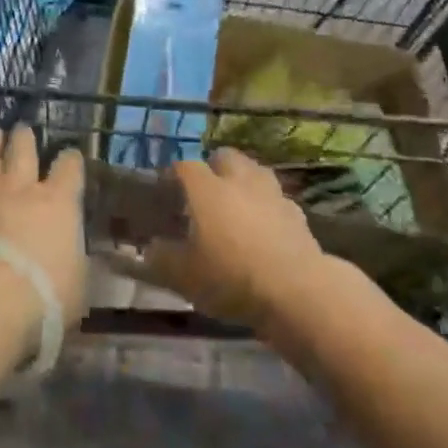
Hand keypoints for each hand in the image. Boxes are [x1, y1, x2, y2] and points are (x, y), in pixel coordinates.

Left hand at [0, 125, 87, 325]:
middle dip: (24, 139)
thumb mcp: (78, 286)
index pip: (69, 170)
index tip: (71, 156)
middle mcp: (20, 190)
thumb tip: (79, 258)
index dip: (71, 160)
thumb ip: (77, 264)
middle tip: (22, 129)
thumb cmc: (44, 295)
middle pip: (23, 152)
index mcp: (58, 203)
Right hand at [115, 148, 332, 332]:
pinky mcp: (297, 214)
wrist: (295, 291)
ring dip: (244, 180)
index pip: (184, 166)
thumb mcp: (183, 276)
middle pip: (225, 157)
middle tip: (205, 190)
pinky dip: (268, 206)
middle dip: (214, 166)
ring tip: (237, 203)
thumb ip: (161, 258)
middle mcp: (238, 181)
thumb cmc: (230, 277)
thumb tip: (150, 248)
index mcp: (206, 189)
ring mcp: (271, 194)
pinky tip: (265, 226)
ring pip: (255, 172)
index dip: (173, 174)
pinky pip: (277, 199)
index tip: (166, 189)